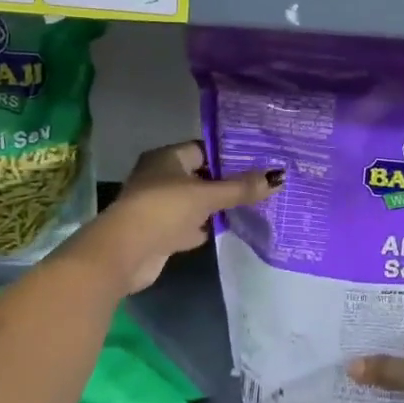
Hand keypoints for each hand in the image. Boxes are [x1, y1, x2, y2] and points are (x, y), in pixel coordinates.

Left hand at [78, 141, 277, 293]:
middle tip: (260, 184)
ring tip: (251, 206)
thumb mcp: (206, 196)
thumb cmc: (163, 210)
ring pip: (194, 202)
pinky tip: (226, 229)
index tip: (258, 160)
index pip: (203, 149)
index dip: (228, 154)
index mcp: (166, 158)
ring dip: (215, 207)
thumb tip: (279, 177)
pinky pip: (188, 225)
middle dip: (225, 182)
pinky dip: (204, 227)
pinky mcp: (159, 233)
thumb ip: (240, 189)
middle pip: (199, 176)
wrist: (124, 253)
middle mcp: (160, 178)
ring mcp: (158, 207)